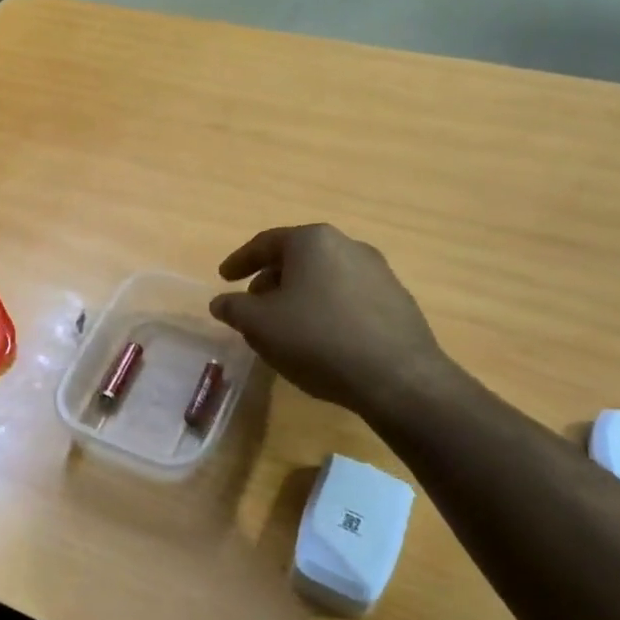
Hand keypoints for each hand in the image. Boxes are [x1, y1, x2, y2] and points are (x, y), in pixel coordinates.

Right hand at [210, 224, 457, 423]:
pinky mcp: (397, 301)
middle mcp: (348, 246)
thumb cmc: (318, 339)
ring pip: (324, 278)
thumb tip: (221, 302)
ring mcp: (378, 272)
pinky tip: (321, 340)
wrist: (398, 378)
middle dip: (271, 280)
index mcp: (312, 241)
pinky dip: (326, 310)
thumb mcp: (260, 325)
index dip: (240, 261)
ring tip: (285, 326)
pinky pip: (348, 298)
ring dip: (299, 296)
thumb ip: (234, 309)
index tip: (224, 278)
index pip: (265, 243)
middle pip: (297, 258)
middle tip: (253, 305)